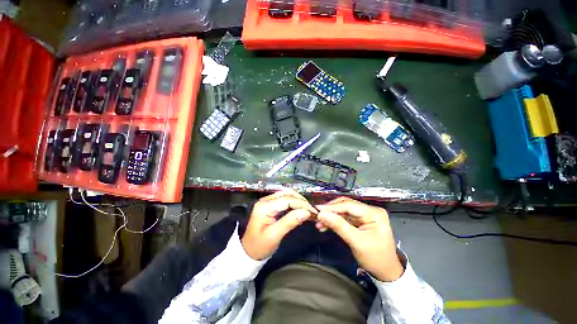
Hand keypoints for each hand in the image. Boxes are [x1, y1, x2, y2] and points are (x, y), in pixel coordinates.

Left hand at [241, 189, 316, 259]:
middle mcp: (265, 200)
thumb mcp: (275, 236)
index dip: (301, 204)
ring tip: (308, 208)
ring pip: (286, 194)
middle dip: (301, 201)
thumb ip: (290, 222)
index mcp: (265, 207)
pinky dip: (293, 202)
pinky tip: (299, 208)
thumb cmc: (260, 246)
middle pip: (287, 194)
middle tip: (312, 210)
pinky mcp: (269, 204)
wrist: (248, 252)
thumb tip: (306, 212)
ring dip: (298, 200)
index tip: (313, 211)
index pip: (287, 200)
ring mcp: (266, 201)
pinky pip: (284, 199)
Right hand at [316, 197, 403, 281]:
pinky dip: (334, 221)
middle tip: (316, 216)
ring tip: (319, 223)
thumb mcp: (357, 242)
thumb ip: (339, 226)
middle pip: (345, 206)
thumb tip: (322, 214)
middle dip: (330, 211)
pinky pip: (344, 217)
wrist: (386, 271)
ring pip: (343, 211)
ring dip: (331, 216)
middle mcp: (370, 210)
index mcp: (374, 214)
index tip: (317, 209)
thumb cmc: (375, 258)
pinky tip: (325, 226)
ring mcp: (365, 215)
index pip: (349, 206)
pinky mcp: (360, 220)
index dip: (332, 207)